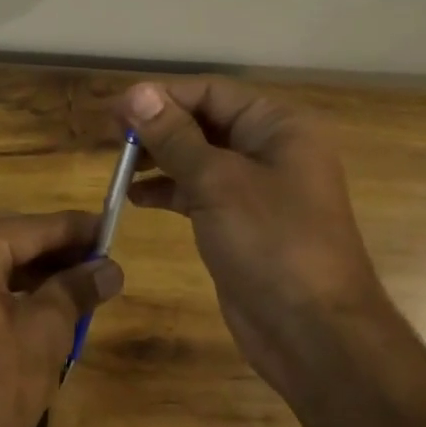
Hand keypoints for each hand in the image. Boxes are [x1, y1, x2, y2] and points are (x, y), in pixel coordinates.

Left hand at [0, 211, 123, 426]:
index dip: (76, 230)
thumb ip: (76, 291)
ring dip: (34, 270)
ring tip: (81, 282)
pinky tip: (43, 300)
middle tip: (102, 261)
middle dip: (56, 251)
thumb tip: (111, 269)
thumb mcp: (44, 336)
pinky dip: (8, 288)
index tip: (113, 229)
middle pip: (9, 238)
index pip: (31, 227)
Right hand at [114, 78, 380, 398]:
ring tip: (119, 166)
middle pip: (204, 122)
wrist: (314, 334)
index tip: (116, 110)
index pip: (212, 92)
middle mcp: (269, 149)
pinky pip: (199, 192)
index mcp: (278, 126)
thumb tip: (136, 92)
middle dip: (158, 127)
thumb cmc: (272, 242)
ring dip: (159, 158)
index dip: (162, 97)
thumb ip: (174, 136)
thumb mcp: (218, 182)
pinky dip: (169, 191)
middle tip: (111, 137)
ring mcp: (256, 189)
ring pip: (198, 158)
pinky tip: (135, 197)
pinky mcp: (241, 222)